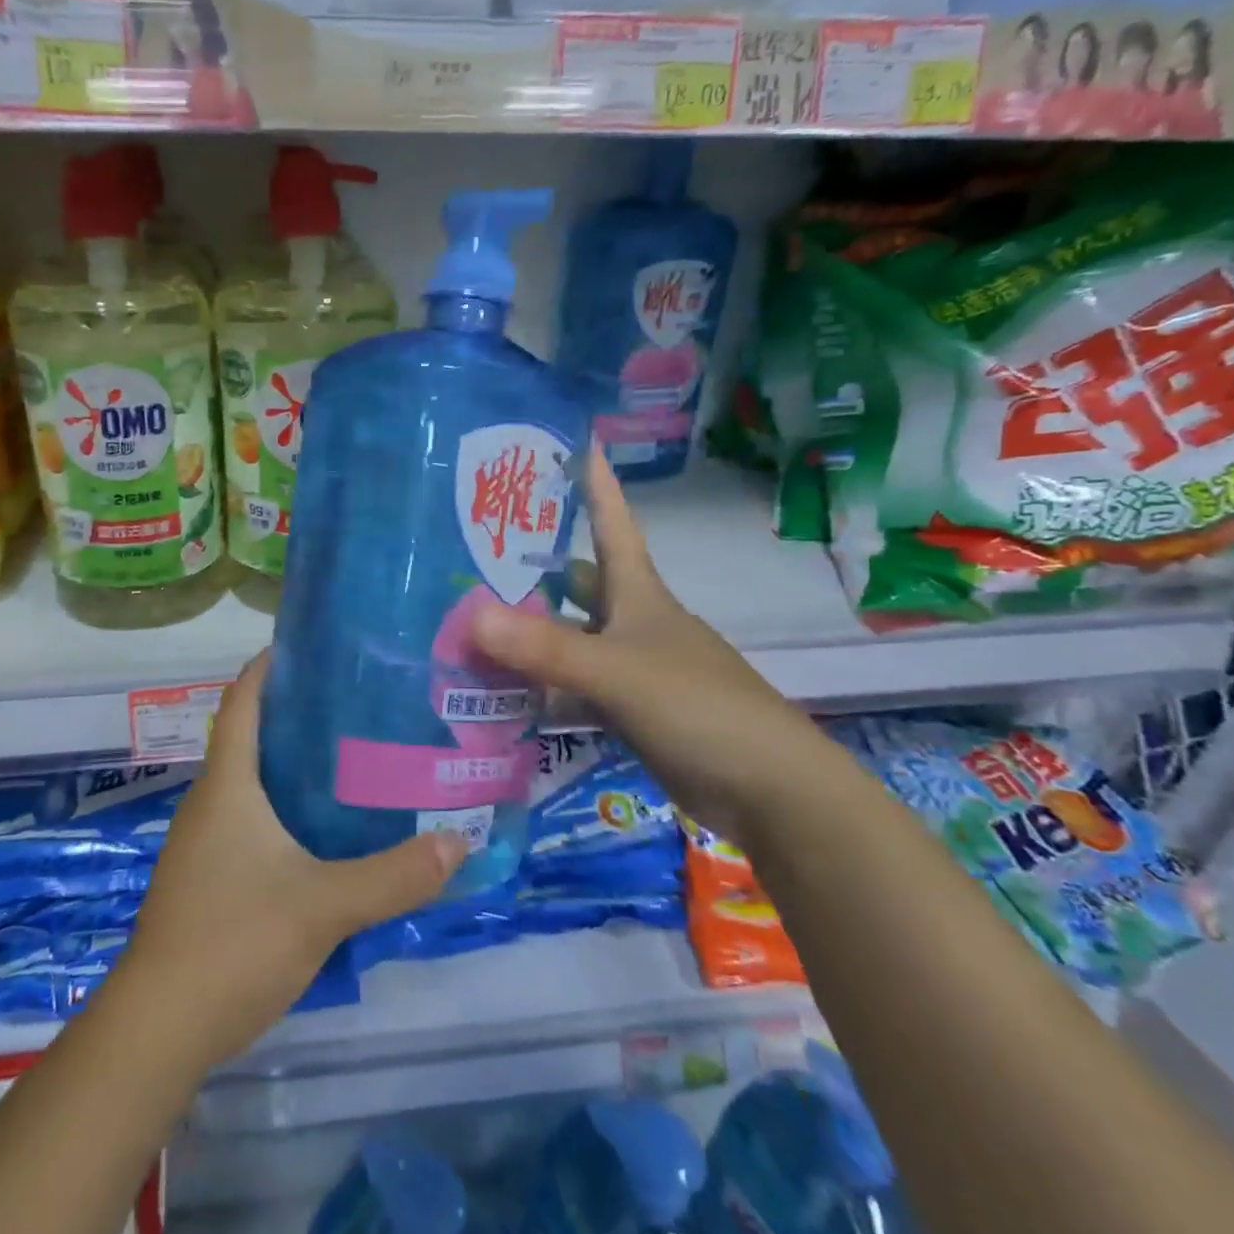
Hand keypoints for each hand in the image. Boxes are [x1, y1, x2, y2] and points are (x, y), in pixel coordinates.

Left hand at [118, 652, 468, 1068]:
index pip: (242, 701)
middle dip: (298, 714)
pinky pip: (253, 821)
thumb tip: (459, 841)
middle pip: (252, 736)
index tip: (314, 645)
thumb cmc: (233, 940)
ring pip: (254, 783)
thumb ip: (393, 875)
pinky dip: (288, 809)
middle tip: (360, 703)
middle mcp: (211, 802)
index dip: (269, 666)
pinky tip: (328, 829)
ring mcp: (206, 843)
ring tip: (356, 757)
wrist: (159, 1027)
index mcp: (228, 785)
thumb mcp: (323, 905)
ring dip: (295, 765)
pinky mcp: (211, 878)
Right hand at [469, 443, 830, 843]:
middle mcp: (632, 623)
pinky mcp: (626, 713)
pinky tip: (498, 693)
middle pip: (578, 583)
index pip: (612, 524)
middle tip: (471, 556)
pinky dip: (538, 689)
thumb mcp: (619, 672)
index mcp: (639, 595)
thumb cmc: (701, 708)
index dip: (594, 484)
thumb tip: (471, 614)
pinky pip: (570, 689)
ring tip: (466, 623)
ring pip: (568, 639)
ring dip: (526, 635)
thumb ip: (546, 648)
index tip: (570, 442)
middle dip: (532, 569)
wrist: (768, 792)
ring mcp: (629, 669)